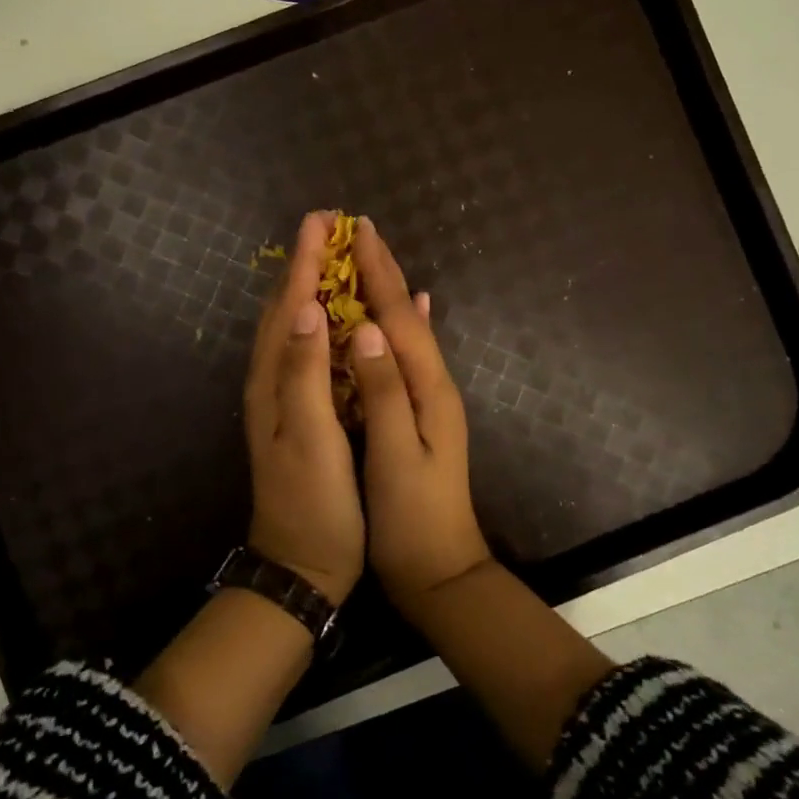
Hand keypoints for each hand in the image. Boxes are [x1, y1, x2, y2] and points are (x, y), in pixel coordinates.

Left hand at [243, 212, 364, 606]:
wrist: (304, 565)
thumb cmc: (313, 501)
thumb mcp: (308, 435)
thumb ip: (304, 372)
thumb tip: (304, 307)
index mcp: (273, 380)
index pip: (288, 306)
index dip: (305, 262)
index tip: (322, 220)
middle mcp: (273, 380)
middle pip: (286, 309)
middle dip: (306, 265)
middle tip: (329, 228)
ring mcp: (287, 397)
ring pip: (297, 328)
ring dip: (313, 288)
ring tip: (335, 257)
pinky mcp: (305, 412)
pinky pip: (313, 351)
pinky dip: (327, 323)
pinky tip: (345, 317)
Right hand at [348, 218, 491, 605]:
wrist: (441, 570)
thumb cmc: (411, 518)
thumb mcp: (395, 457)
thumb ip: (384, 392)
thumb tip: (367, 330)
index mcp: (427, 388)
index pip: (398, 317)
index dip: (378, 272)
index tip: (357, 229)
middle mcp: (434, 383)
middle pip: (406, 315)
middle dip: (383, 270)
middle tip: (359, 228)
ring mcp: (430, 398)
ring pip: (405, 330)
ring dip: (387, 290)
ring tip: (368, 257)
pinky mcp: (420, 413)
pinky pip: (407, 353)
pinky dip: (400, 324)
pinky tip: (403, 312)